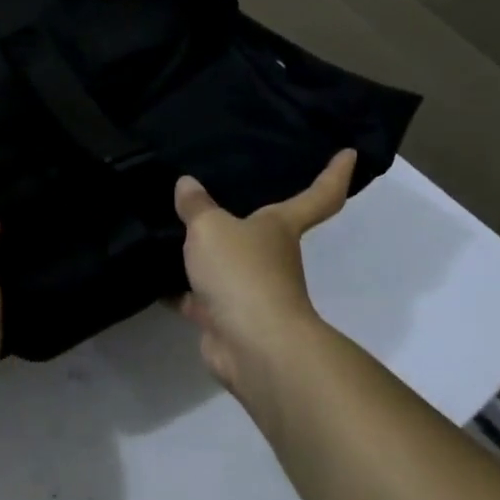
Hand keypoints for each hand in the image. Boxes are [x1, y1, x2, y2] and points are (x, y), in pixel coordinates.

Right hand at [174, 151, 355, 397]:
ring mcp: (249, 290)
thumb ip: (196, 206)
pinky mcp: (225, 319)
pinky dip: (178, 289)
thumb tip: (187, 184)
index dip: (333, 174)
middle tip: (215, 190)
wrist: (252, 346)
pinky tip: (152, 274)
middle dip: (243, 217)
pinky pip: (198, 297)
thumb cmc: (243, 273)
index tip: (348, 153)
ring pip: (224, 265)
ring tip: (170, 229)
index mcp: (281, 228)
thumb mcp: (211, 228)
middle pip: (261, 231)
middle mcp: (271, 257)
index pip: (318, 195)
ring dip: (203, 255)